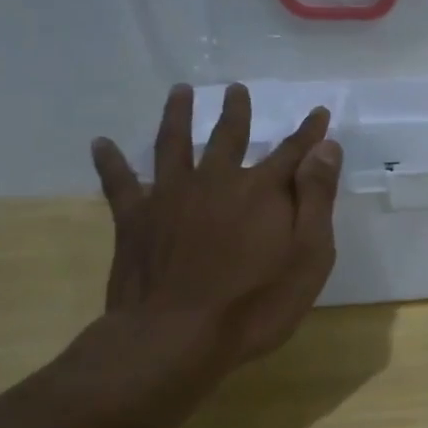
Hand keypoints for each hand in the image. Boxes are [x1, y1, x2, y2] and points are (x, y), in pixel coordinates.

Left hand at [90, 84, 342, 367]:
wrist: (176, 338)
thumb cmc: (257, 302)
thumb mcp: (309, 254)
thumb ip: (317, 197)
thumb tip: (326, 147)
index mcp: (262, 190)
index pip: (293, 152)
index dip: (309, 133)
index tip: (319, 112)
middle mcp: (216, 181)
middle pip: (229, 137)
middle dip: (237, 112)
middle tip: (236, 89)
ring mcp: (171, 197)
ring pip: (174, 144)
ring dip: (177, 116)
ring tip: (180, 92)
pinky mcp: (135, 220)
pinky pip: (119, 183)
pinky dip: (110, 162)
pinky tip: (100, 143)